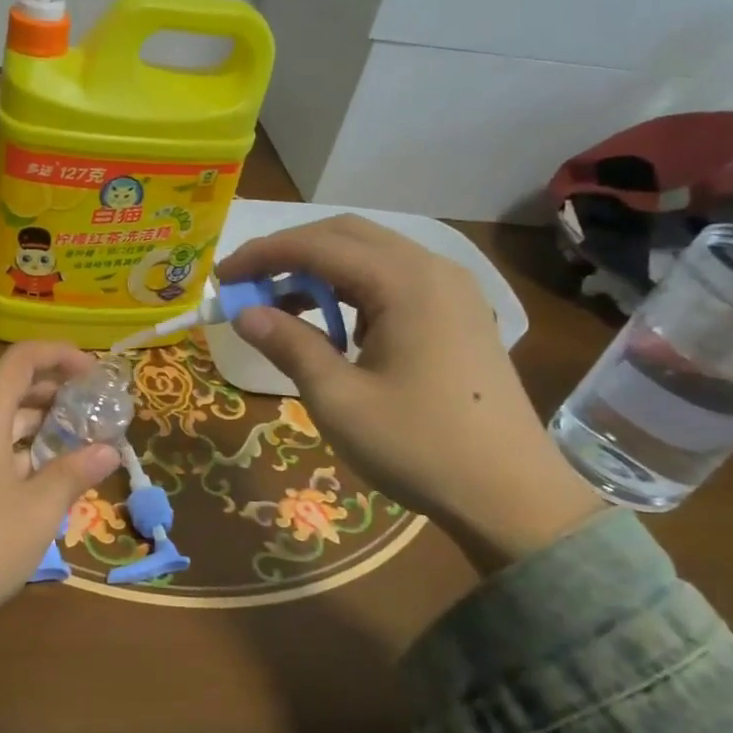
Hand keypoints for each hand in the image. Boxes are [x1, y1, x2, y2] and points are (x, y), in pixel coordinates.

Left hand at [0, 341, 119, 620]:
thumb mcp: (39, 509)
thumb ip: (74, 471)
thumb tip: (108, 451)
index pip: (22, 359)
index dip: (61, 355)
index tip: (94, 371)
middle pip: (10, 386)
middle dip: (54, 391)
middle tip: (92, 410)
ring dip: (37, 421)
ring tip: (76, 439)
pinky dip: (15, 443)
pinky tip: (42, 468)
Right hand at [220, 216, 603, 572]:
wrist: (511, 496)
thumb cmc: (418, 446)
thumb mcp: (338, 399)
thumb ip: (289, 345)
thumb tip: (244, 314)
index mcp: (405, 281)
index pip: (317, 245)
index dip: (262, 255)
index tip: (221, 278)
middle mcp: (432, 269)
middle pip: (346, 236)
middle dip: (288, 253)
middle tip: (245, 284)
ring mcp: (452, 290)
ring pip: (371, 256)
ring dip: (319, 271)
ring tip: (279, 307)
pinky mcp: (458, 314)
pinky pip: (393, 282)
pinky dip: (352, 291)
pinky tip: (333, 327)